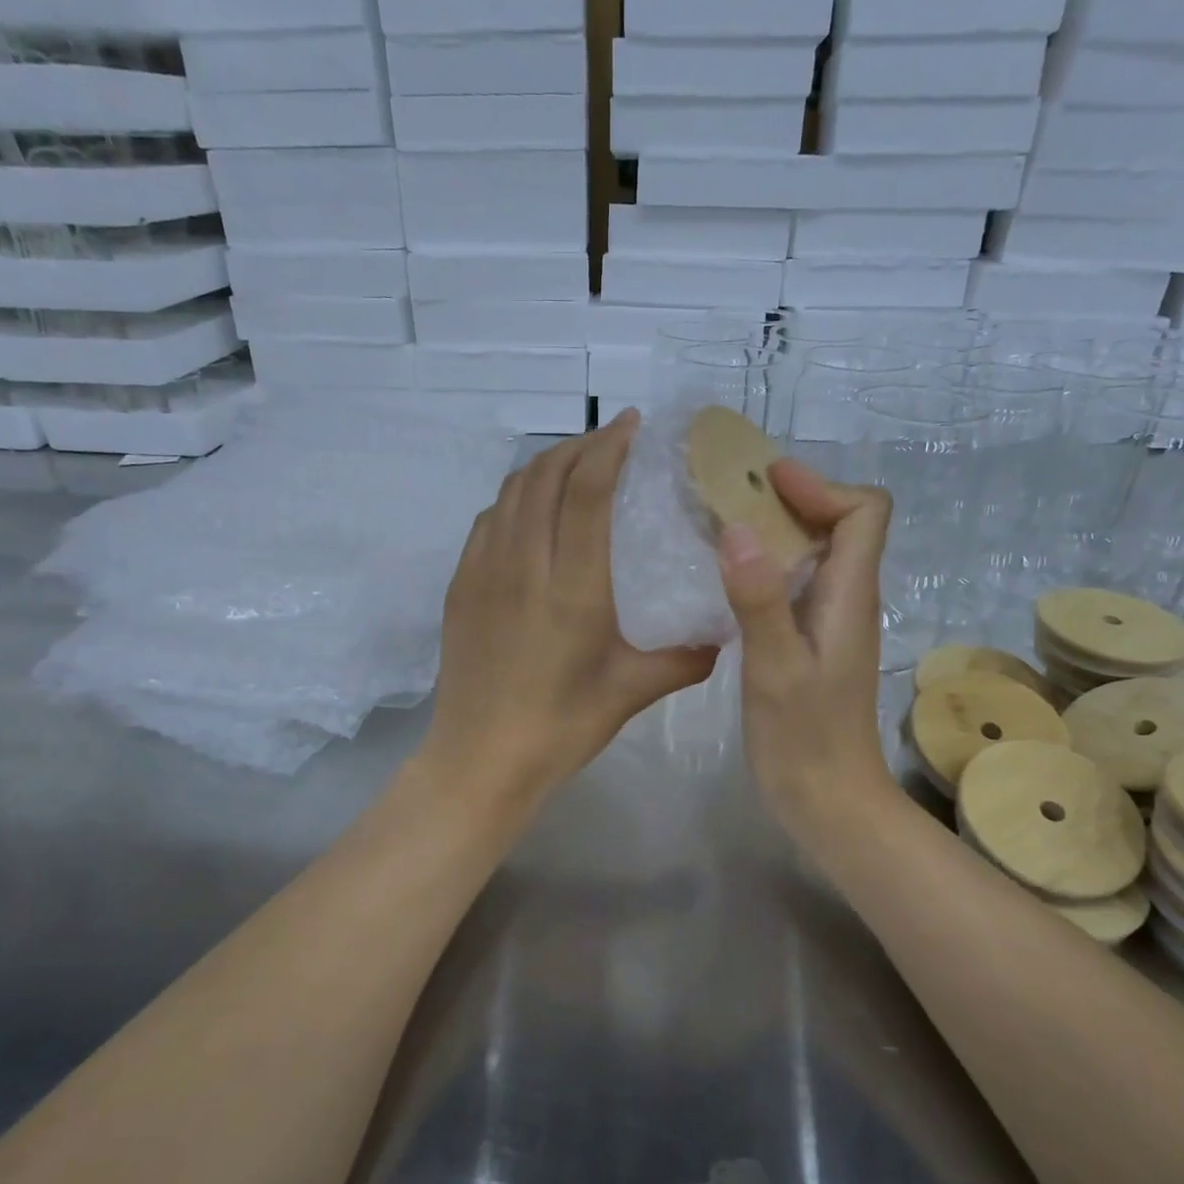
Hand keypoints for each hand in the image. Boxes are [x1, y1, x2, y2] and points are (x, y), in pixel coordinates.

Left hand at [422, 411, 718, 807]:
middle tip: (609, 440)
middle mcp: (522, 565)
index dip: (608, 447)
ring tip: (574, 465)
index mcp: (571, 587)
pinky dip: (514, 499)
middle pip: (543, 477)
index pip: (586, 492)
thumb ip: (685, 659)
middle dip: (578, 446)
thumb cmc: (561, 727)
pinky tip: (531, 513)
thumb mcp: (632, 693)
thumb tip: (723, 635)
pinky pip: (487, 521)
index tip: (631, 424)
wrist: (480, 759)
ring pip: (510, 493)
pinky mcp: (460, 587)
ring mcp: (482, 572)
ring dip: (543, 466)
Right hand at [717, 460, 898, 845]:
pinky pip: (797, 584)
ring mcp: (830, 623)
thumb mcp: (775, 668)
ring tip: (721, 526)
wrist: (828, 801)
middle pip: (842, 524)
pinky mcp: (811, 643)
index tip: (766, 483)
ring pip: (817, 554)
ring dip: (777, 531)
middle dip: (793, 499)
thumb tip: (739, 528)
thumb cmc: (804, 739)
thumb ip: (759, 599)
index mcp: (851, 596)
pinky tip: (727, 579)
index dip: (821, 487)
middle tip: (731, 497)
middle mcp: (848, 600)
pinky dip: (767, 566)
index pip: (865, 512)